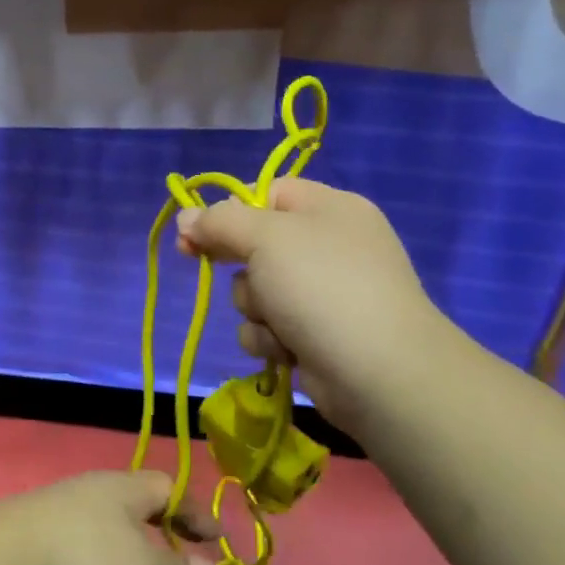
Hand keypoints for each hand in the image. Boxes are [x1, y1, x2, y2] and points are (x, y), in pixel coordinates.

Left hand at [0, 471, 219, 564]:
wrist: (3, 556)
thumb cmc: (84, 556)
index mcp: (126, 487)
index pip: (171, 488)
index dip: (196, 512)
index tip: (217, 539)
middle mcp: (96, 487)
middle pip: (140, 499)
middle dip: (166, 525)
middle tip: (185, 553)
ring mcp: (65, 503)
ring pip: (112, 516)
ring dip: (135, 539)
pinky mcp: (41, 526)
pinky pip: (87, 532)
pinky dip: (106, 550)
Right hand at [175, 178, 456, 433]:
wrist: (378, 371)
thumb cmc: (321, 286)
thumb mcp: (264, 238)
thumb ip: (219, 222)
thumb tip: (185, 217)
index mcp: (329, 209)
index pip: (267, 193)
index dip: (228, 212)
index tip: (192, 232)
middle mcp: (329, 246)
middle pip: (256, 244)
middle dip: (239, 266)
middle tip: (213, 268)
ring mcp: (325, 294)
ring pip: (256, 290)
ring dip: (253, 308)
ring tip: (276, 322)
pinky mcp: (317, 335)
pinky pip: (269, 327)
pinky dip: (269, 338)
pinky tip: (285, 349)